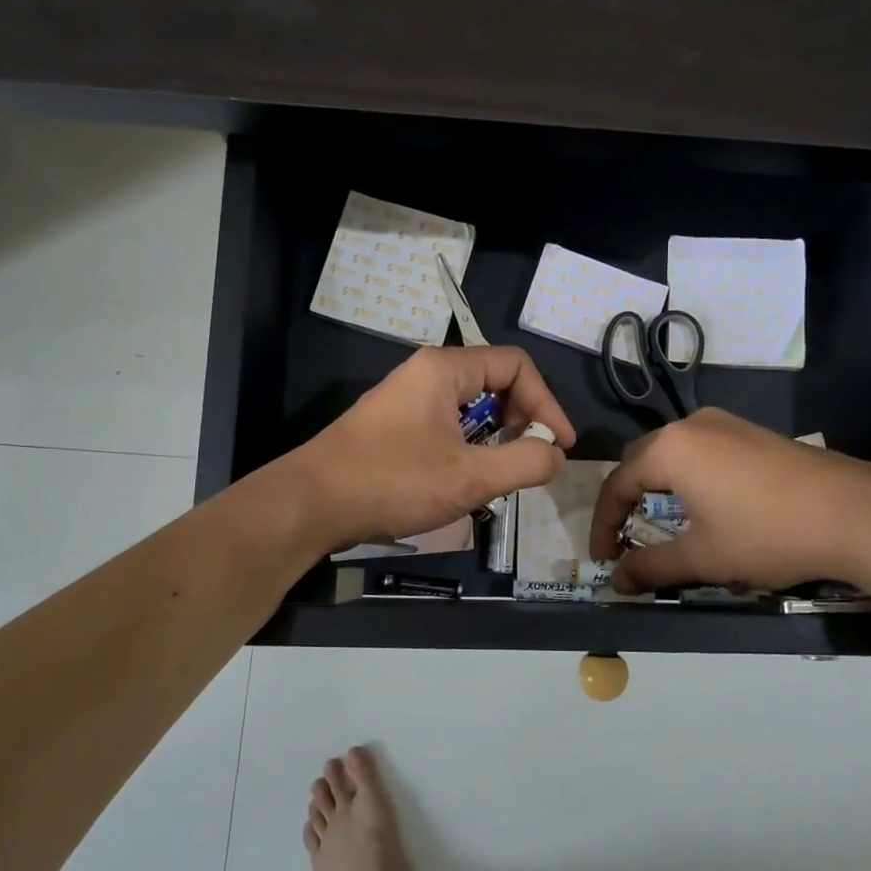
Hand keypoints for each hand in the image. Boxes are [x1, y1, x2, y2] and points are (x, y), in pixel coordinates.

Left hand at [296, 346, 575, 550]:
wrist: (311, 504)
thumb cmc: (393, 481)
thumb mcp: (470, 476)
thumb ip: (525, 462)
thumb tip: (556, 456)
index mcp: (445, 369)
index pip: (516, 366)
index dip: (546, 403)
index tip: (559, 446)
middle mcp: (426, 374)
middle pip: (494, 383)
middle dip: (522, 420)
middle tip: (532, 460)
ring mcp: (406, 400)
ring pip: (470, 408)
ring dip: (496, 438)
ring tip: (502, 475)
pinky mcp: (393, 427)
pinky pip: (446, 425)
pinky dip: (469, 447)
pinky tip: (466, 481)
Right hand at [588, 408, 870, 593]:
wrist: (856, 512)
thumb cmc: (766, 534)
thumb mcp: (703, 557)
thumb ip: (651, 567)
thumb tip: (617, 582)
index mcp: (670, 449)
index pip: (617, 484)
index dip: (603, 524)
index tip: (603, 559)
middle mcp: (692, 426)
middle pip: (642, 461)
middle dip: (628, 500)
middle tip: (626, 537)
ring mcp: (727, 424)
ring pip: (675, 454)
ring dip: (660, 488)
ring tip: (663, 524)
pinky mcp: (754, 433)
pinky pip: (704, 452)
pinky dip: (690, 479)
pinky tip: (708, 507)